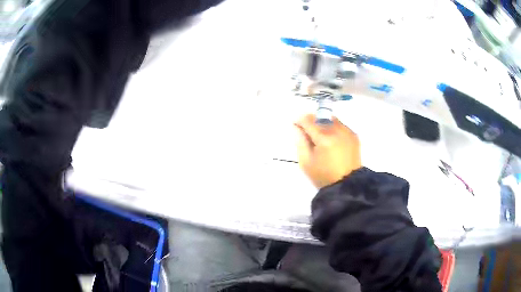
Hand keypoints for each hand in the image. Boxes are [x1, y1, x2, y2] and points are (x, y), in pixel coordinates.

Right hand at [295, 114, 361, 188]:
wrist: (347, 184)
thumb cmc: (323, 176)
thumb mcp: (306, 162)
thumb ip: (300, 142)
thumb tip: (297, 127)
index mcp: (324, 138)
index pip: (308, 120)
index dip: (300, 121)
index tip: (296, 127)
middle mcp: (337, 130)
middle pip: (320, 117)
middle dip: (312, 123)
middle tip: (309, 135)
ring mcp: (347, 132)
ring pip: (331, 120)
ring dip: (324, 125)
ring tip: (322, 139)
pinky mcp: (354, 135)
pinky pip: (341, 126)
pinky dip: (334, 130)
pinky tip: (333, 142)